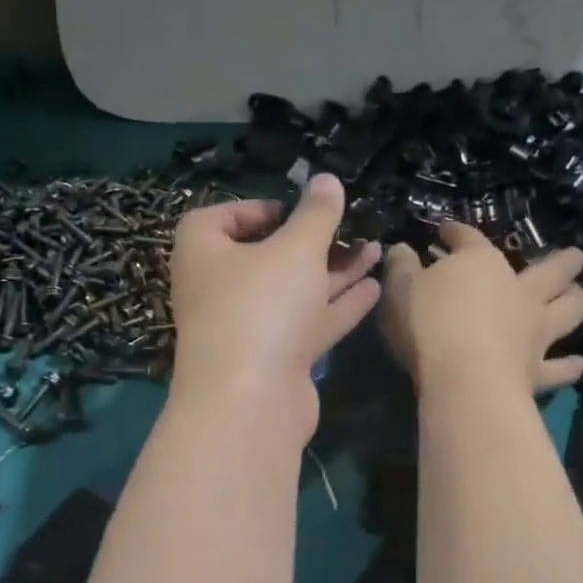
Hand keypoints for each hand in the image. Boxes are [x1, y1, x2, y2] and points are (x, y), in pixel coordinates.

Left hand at [167, 174, 382, 443]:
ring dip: (334, 271)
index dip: (256, 208)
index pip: (220, 218)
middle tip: (350, 225)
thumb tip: (326, 179)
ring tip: (378, 249)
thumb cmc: (261, 307)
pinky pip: (307, 323)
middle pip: (265, 256)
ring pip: (293, 291)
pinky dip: (337, 305)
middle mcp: (220, 289)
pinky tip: (374, 286)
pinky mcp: (273, 359)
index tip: (294, 207)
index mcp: (204, 253)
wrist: (250, 403)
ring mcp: (246, 328)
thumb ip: (316, 214)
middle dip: (311, 241)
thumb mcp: (294, 249)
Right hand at [381, 223, 582, 398]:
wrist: (464, 379)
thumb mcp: (399, 289)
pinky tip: (577, 364)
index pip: (468, 238)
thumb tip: (401, 250)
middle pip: (550, 270)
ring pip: (568, 309)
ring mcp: (534, 330)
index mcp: (481, 264)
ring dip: (575, 300)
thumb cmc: (428, 325)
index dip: (456, 232)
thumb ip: (401, 267)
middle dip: (562, 261)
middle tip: (573, 256)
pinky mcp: (537, 370)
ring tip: (577, 295)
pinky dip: (569, 365)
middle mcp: (518, 291)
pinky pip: (560, 367)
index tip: (446, 232)